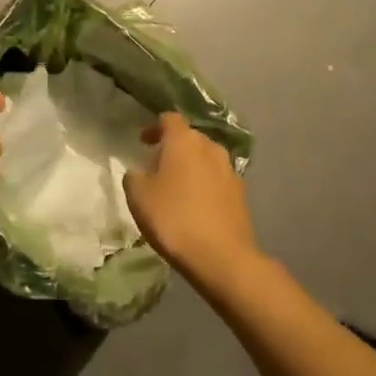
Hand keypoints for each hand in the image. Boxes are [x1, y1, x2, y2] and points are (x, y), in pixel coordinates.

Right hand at [123, 113, 259, 288]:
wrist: (221, 256)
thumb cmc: (173, 218)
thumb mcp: (138, 196)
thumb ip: (134, 176)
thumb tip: (140, 171)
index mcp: (184, 140)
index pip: (170, 119)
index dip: (155, 127)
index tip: (143, 142)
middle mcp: (210, 147)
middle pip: (189, 137)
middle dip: (173, 147)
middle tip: (156, 166)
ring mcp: (229, 170)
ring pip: (205, 158)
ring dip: (190, 166)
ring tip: (176, 187)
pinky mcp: (241, 193)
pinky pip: (217, 179)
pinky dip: (205, 184)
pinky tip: (196, 205)